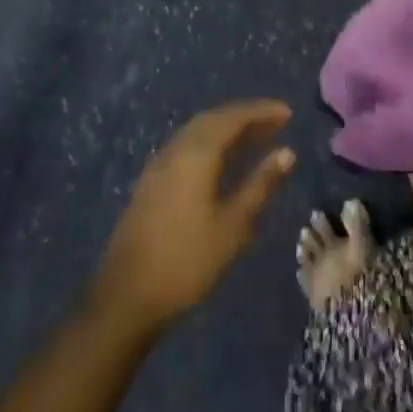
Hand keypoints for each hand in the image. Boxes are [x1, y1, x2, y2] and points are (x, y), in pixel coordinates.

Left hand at [90, 100, 295, 333]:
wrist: (125, 299)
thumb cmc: (187, 262)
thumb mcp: (233, 226)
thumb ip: (260, 185)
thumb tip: (287, 153)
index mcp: (196, 154)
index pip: (233, 118)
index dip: (261, 112)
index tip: (287, 113)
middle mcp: (175, 150)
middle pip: (213, 119)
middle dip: (245, 117)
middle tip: (275, 123)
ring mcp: (158, 166)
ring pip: (197, 132)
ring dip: (227, 129)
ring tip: (256, 139)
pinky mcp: (150, 183)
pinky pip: (186, 147)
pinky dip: (210, 144)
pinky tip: (222, 162)